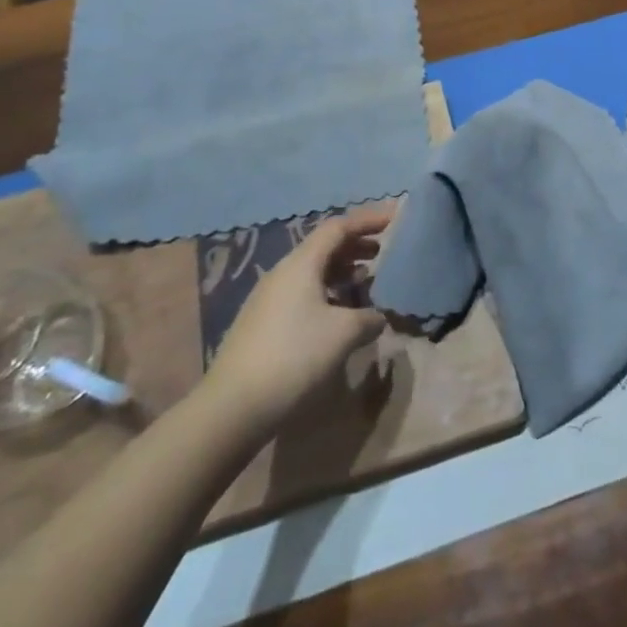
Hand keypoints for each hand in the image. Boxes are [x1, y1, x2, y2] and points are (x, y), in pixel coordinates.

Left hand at [203, 208, 390, 434]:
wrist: (233, 407)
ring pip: (311, 272)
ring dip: (340, 271)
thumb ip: (368, 318)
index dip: (367, 221)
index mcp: (301, 264)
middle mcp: (283, 273)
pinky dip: (326, 292)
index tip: (393, 219)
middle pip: (323, 247)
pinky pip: (301, 293)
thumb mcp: (344, 334)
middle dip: (354, 245)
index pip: (338, 228)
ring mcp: (268, 299)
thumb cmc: (294, 357)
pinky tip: (338, 314)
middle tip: (381, 252)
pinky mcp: (262, 323)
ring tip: (365, 282)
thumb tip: (377, 317)